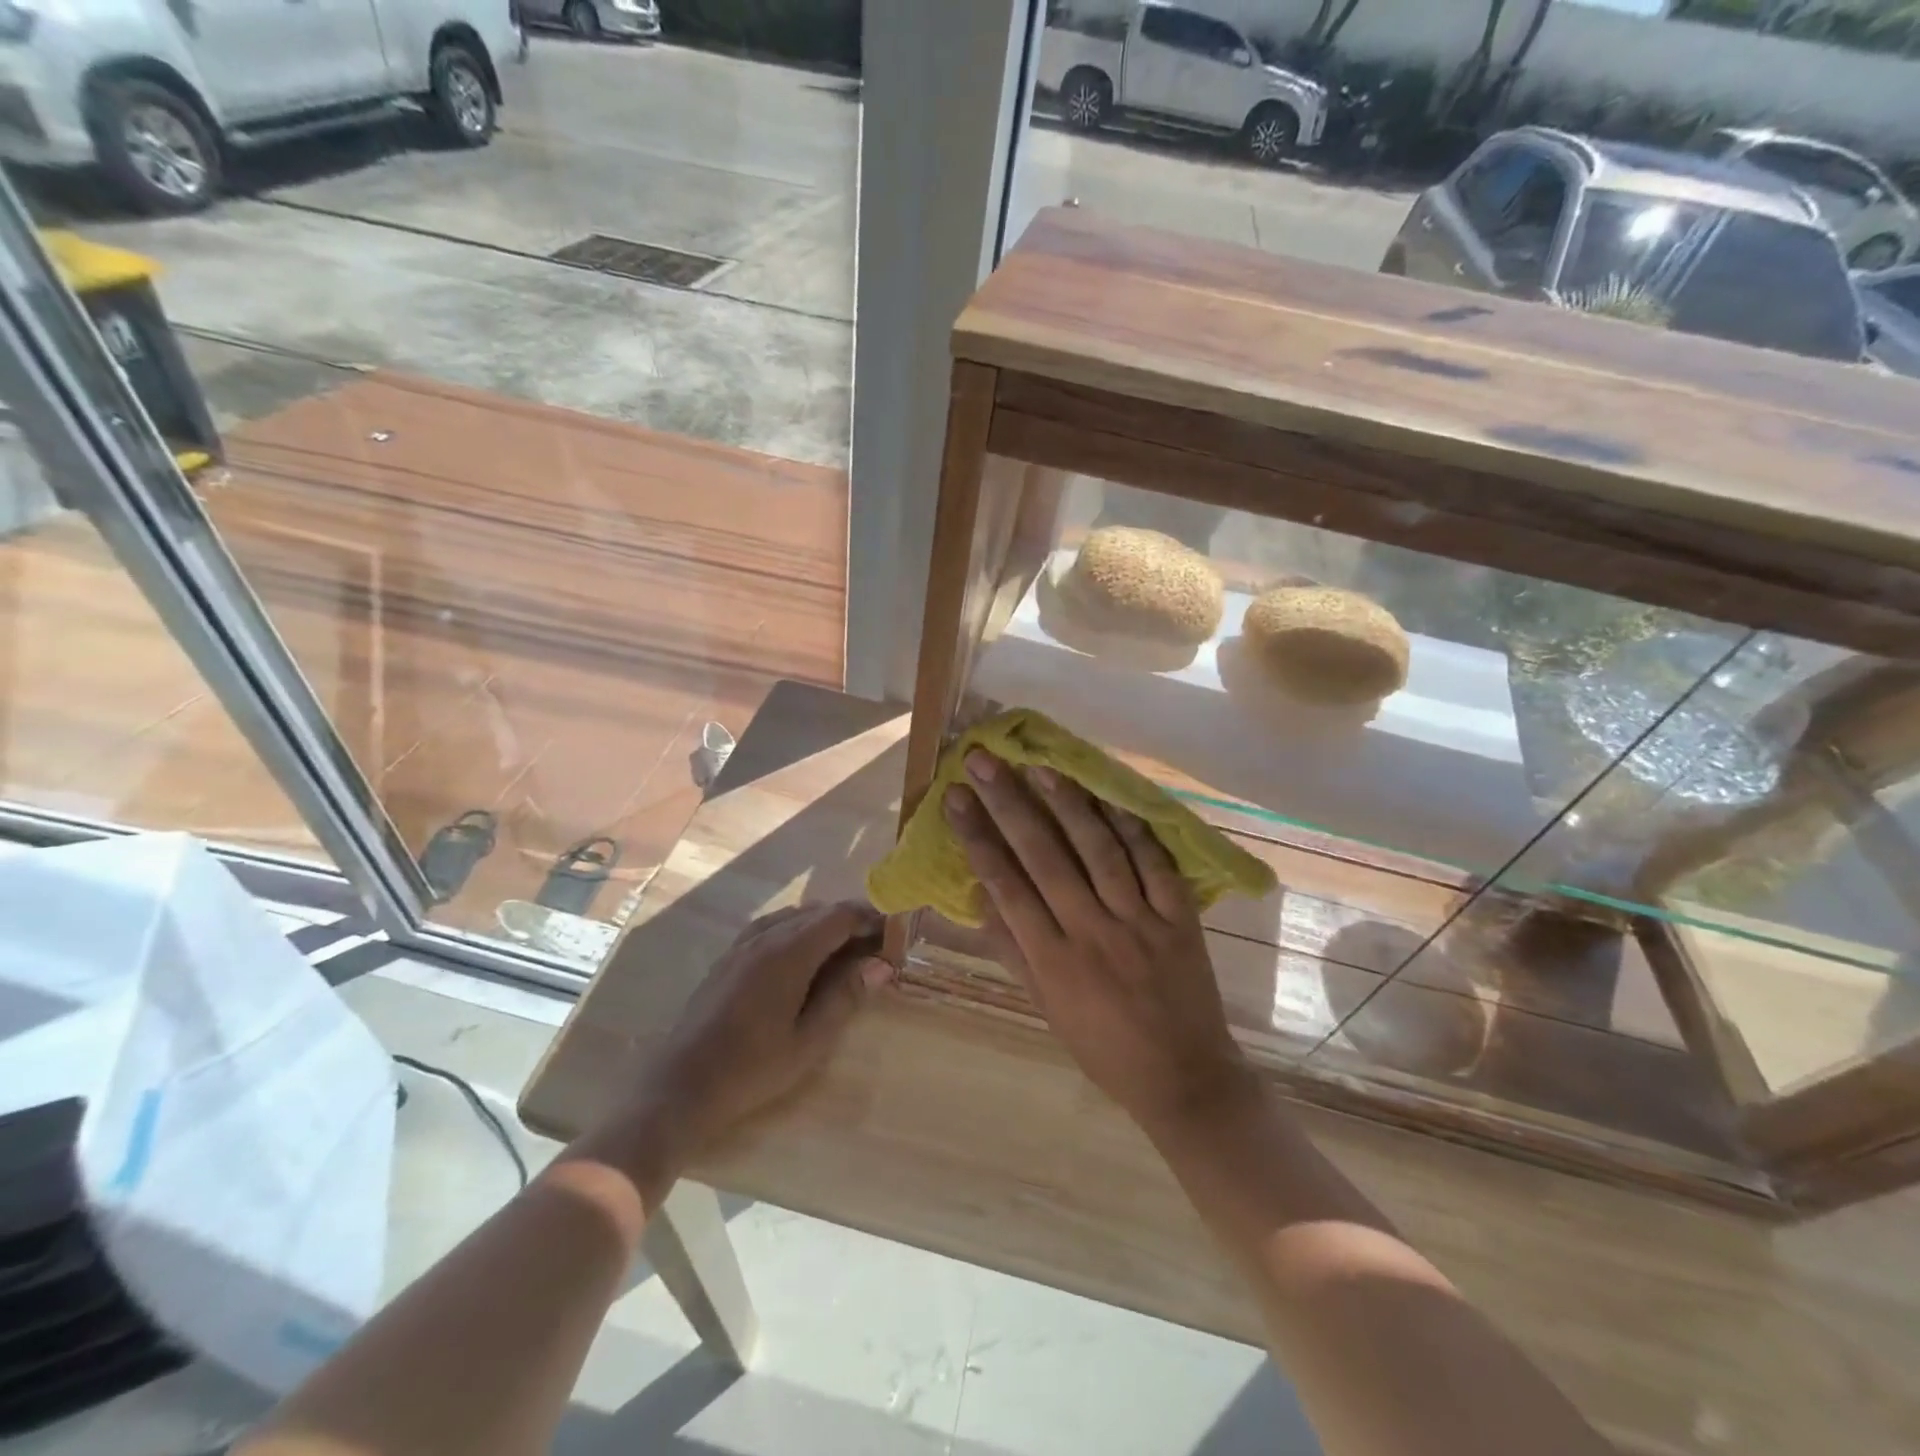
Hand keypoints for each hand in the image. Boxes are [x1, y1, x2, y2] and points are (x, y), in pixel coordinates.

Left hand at [604, 902, 892, 1179]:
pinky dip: (797, 929)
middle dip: (851, 920)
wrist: (680, 1087)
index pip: (839, 916)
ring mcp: (742, 944)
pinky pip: (771, 926)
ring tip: (846, 949)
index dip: (870, 918)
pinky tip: (804, 954)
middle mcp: (765, 937)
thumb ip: (845, 997)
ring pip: (794, 916)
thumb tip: (881, 965)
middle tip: (876, 946)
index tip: (893, 934)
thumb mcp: (808, 1041)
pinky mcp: (728, 957)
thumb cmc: (751, 1070)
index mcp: (788, 953)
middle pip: (818, 911)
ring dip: (824, 924)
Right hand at [943, 752, 1255, 1134]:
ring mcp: (1140, 923)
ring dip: (1068, 805)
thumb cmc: (1102, 1047)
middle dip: (1010, 805)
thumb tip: (979, 893)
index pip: (1006, 886)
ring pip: (1099, 852)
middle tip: (984, 761)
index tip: (956, 797)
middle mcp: (1091, 934)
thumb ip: (1012, 949)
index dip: (978, 838)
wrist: (1183, 1077)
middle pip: (1044, 858)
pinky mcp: (1180, 920)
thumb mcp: (1045, 1007)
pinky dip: (1133, 829)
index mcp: (1053, 961)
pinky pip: (1156, 865)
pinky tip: (1110, 797)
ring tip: (1040, 766)